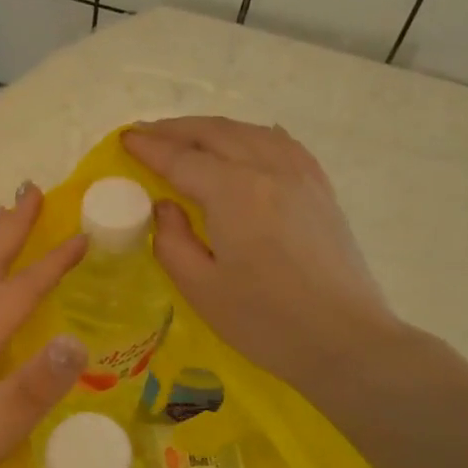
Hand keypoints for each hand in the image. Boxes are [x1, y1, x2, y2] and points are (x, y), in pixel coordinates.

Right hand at [124, 117, 402, 391]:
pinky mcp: (320, 188)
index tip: (124, 139)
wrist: (344, 339)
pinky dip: (251, 134)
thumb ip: (171, 241)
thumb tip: (165, 206)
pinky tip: (244, 141)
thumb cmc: (265, 322)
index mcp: (233, 192)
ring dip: (211, 129)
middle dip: (175, 129)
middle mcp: (268, 168)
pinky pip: (280, 143)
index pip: (181, 159)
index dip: (149, 148)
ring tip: (186, 137)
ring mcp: (300, 174)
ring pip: (248, 131)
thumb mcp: (201, 289)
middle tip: (145, 134)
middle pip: (214, 133)